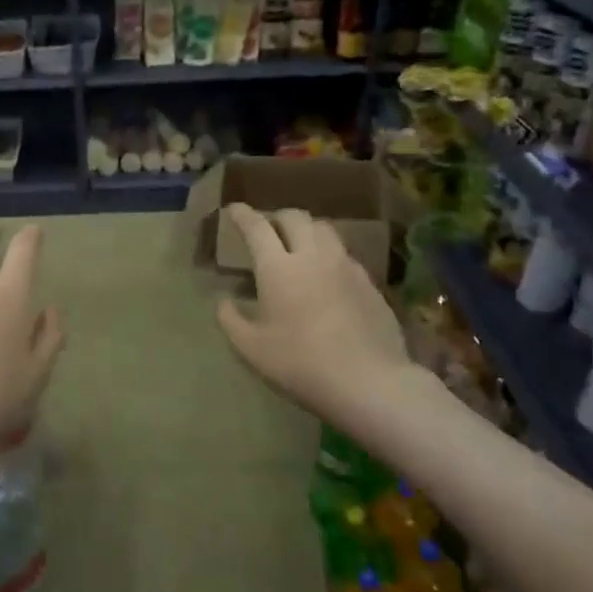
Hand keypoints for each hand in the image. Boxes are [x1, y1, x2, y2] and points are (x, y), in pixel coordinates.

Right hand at [215, 204, 413, 429]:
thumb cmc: (300, 364)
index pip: (257, 228)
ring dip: (305, 229)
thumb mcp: (251, 349)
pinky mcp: (369, 282)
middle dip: (276, 217)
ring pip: (324, 229)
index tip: (233, 210)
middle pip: (295, 218)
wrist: (369, 381)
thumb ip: (230, 319)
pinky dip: (327, 253)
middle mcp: (313, 256)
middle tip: (266, 229)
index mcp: (278, 268)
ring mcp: (346, 267)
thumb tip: (223, 300)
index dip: (243, 215)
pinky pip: (344, 253)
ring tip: (297, 245)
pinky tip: (325, 275)